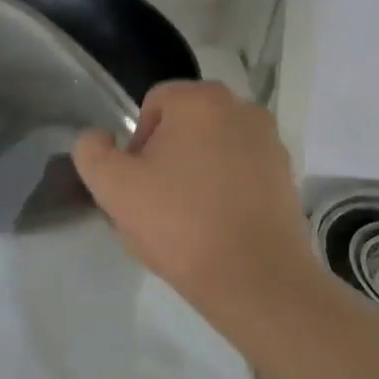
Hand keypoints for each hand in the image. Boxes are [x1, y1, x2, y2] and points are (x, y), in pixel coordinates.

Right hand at [72, 82, 320, 318]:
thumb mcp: (113, 188)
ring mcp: (270, 142)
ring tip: (188, 219)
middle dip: (167, 157)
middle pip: (186, 125)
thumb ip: (92, 152)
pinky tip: (217, 226)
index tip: (138, 184)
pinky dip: (225, 189)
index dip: (136, 144)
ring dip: (196, 172)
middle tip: (157, 203)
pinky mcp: (286, 175)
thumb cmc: (180, 225)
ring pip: (214, 148)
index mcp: (201, 100)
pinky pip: (242, 171)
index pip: (153, 105)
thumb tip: (98, 138)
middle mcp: (242, 108)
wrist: (255, 279)